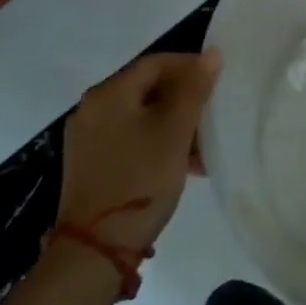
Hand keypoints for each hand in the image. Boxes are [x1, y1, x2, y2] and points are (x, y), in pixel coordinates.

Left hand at [59, 50, 221, 256]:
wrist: (94, 251)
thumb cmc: (140, 180)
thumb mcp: (175, 132)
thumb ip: (195, 89)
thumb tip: (212, 53)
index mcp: (109, 93)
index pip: (156, 63)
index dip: (190, 66)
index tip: (217, 80)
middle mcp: (93, 108)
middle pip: (147, 88)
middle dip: (184, 98)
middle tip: (211, 113)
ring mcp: (88, 138)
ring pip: (141, 115)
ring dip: (173, 123)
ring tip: (202, 145)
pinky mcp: (90, 164)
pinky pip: (130, 137)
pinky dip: (156, 141)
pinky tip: (182, 163)